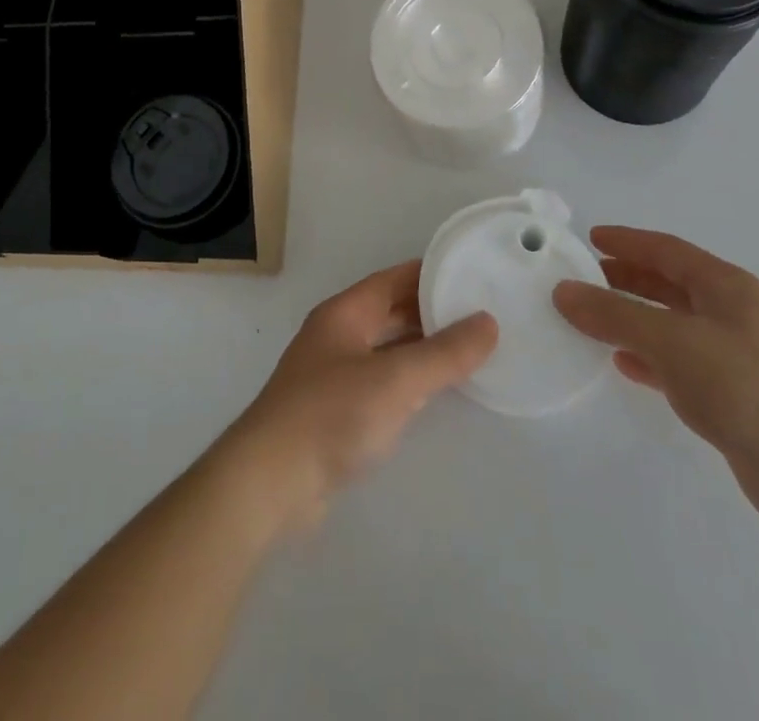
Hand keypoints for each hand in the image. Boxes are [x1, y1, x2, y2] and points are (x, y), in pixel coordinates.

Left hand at [216, 261, 497, 531]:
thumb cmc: (331, 415)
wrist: (270, 483)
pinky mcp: (334, 413)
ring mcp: (332, 375)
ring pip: (386, 349)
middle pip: (390, 312)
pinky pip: (380, 383)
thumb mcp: (396, 380)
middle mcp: (336, 336)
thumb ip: (444, 353)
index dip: (430, 275)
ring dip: (421, 348)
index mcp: (344, 313)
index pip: (393, 279)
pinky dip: (407, 381)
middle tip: (480, 316)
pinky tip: (433, 395)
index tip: (471, 276)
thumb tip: (488, 322)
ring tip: (468, 352)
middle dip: (430, 312)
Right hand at [553, 227, 758, 533]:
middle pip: (669, 284)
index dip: (627, 241)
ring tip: (591, 319)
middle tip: (583, 278)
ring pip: (671, 325)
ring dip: (633, 319)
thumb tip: (562, 291)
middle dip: (626, 278)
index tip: (589, 238)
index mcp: (726, 287)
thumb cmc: (745, 386)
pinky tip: (623, 365)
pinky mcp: (732, 398)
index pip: (667, 250)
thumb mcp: (672, 341)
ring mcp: (734, 357)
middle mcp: (731, 314)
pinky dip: (649, 358)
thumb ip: (615, 315)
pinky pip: (678, 364)